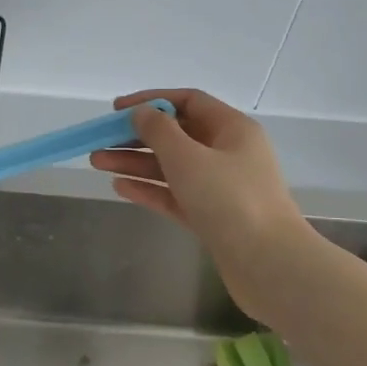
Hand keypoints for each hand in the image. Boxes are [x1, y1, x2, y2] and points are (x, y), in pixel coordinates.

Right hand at [89, 88, 310, 323]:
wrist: (269, 265)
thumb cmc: (230, 200)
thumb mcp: (189, 158)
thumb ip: (159, 131)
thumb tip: (143, 113)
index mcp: (232, 129)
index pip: (188, 102)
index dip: (151, 101)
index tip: (116, 111)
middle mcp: (228, 153)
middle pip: (177, 135)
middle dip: (136, 137)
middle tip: (99, 142)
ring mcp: (221, 188)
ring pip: (172, 167)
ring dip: (136, 163)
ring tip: (97, 163)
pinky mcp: (212, 218)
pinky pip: (176, 195)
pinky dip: (150, 190)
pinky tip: (120, 188)